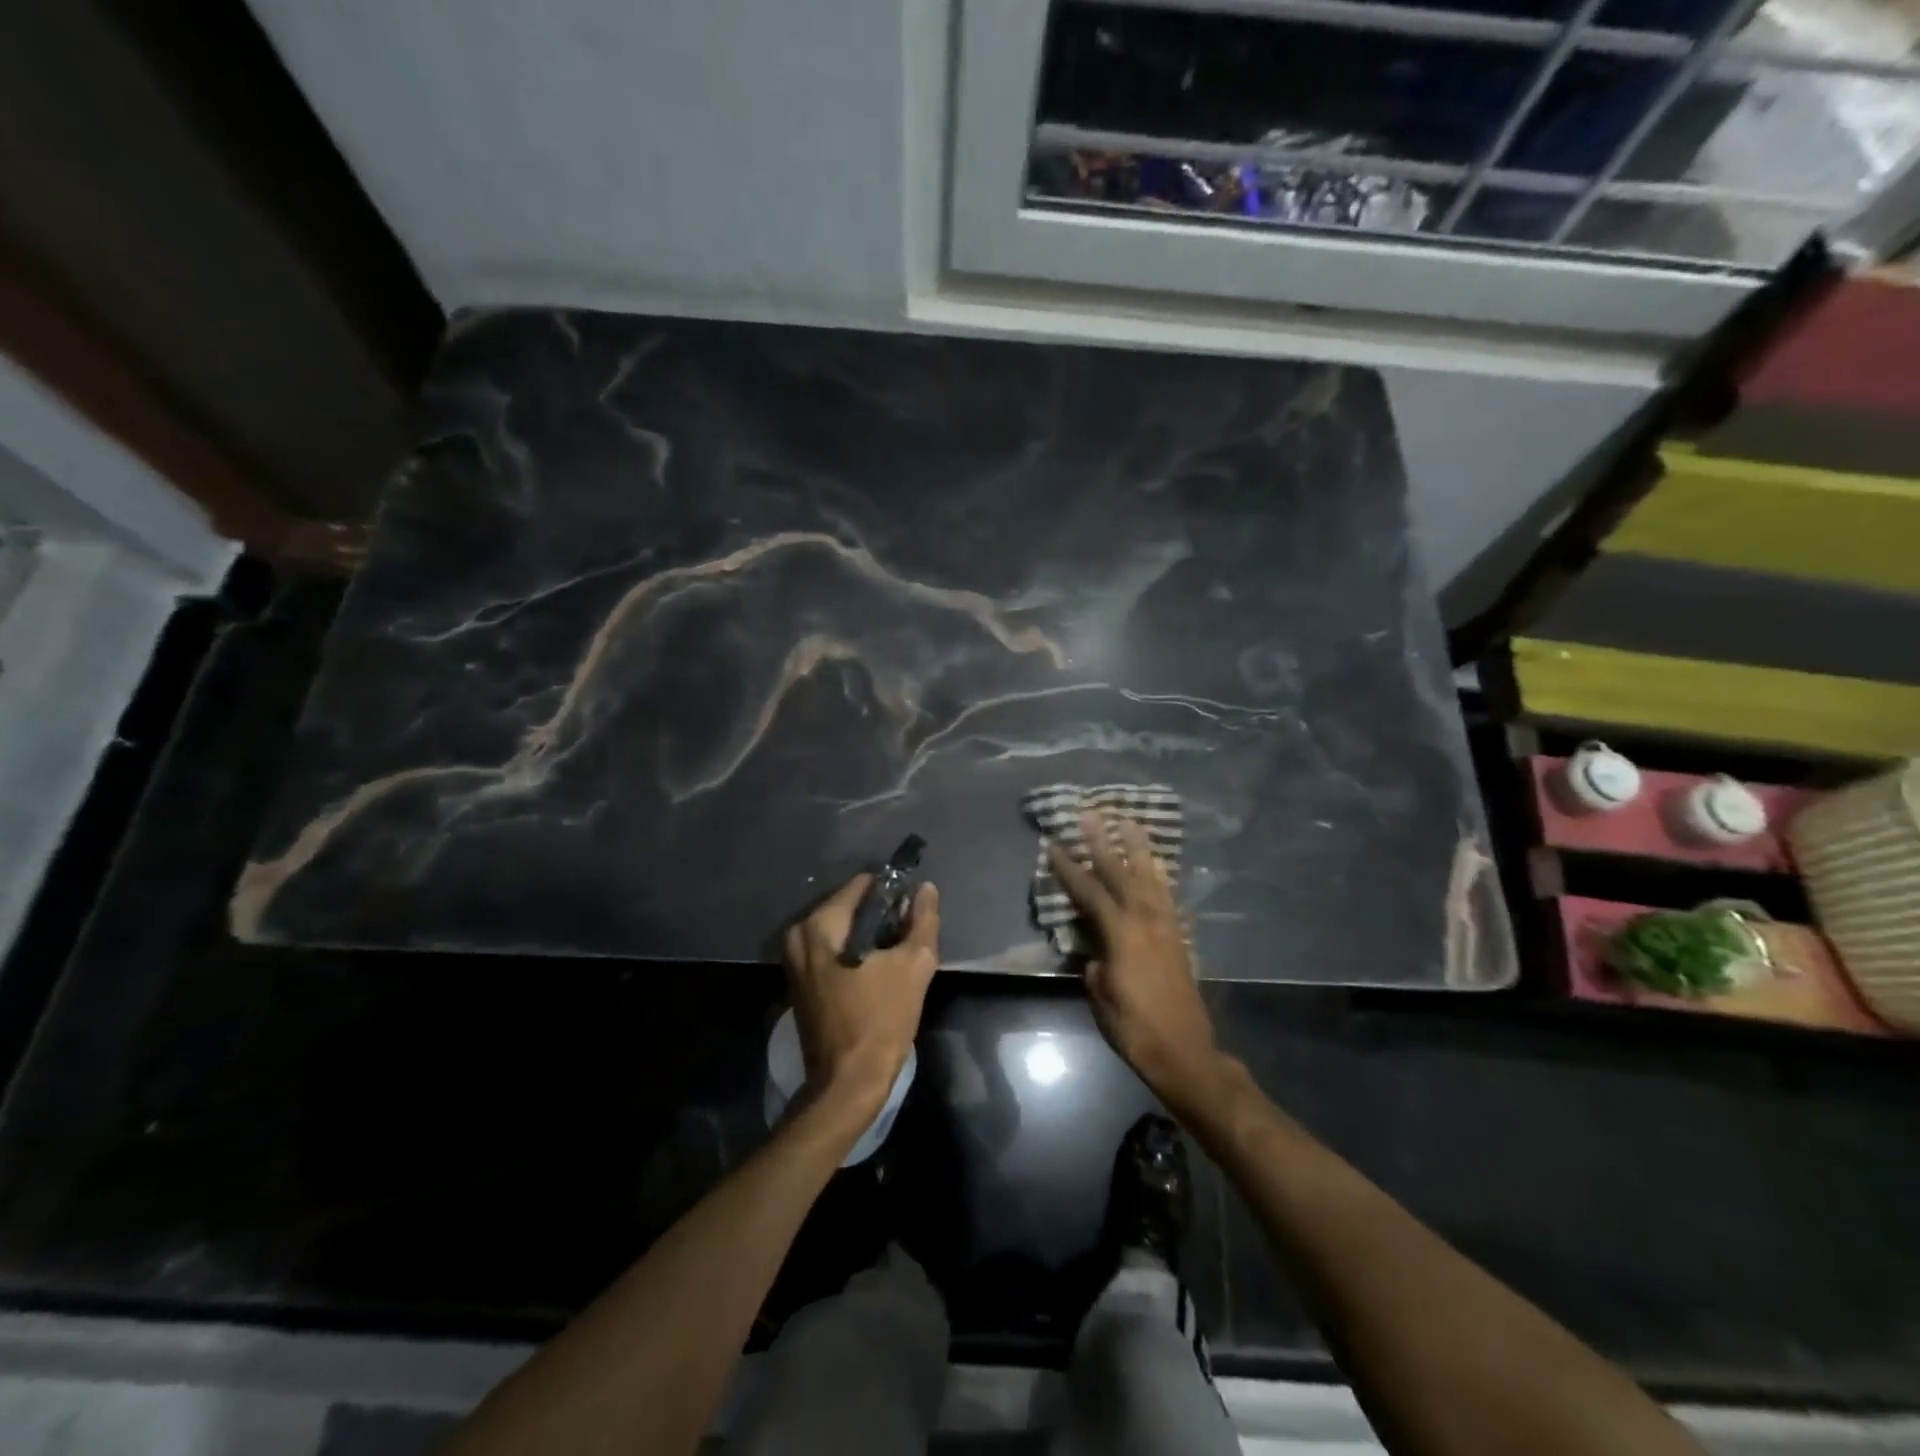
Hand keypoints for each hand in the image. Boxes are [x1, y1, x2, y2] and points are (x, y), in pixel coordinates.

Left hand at [783, 875, 940, 1115]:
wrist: (847, 1084)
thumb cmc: (881, 1020)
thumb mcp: (914, 965)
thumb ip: (923, 920)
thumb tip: (925, 889)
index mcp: (820, 925)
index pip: (863, 885)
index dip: (893, 895)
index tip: (914, 914)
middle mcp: (799, 935)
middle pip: (851, 907)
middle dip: (882, 919)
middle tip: (908, 940)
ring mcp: (795, 961)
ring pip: (842, 931)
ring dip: (870, 939)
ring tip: (896, 960)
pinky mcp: (800, 983)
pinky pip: (832, 952)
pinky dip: (855, 955)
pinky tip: (878, 975)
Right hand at [1047, 813, 1221, 1105]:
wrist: (1185, 1052)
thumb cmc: (1135, 1030)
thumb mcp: (1102, 999)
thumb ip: (1095, 967)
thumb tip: (1094, 953)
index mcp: (1122, 936)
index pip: (1090, 893)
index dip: (1070, 870)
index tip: (1054, 846)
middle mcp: (1145, 922)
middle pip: (1121, 874)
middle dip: (1103, 843)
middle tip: (1091, 814)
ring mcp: (1166, 927)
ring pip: (1149, 877)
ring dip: (1137, 848)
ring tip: (1128, 821)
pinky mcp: (1179, 936)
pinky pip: (1167, 895)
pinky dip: (1159, 874)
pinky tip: (1156, 862)